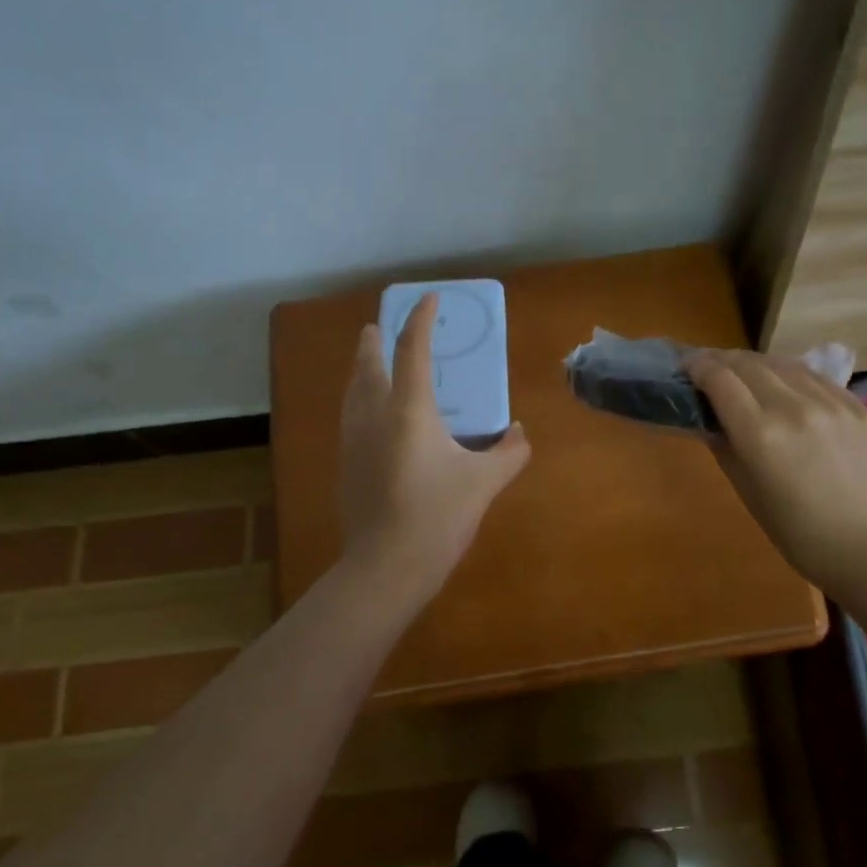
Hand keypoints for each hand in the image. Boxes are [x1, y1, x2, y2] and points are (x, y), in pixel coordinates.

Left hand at [338, 293, 531, 606]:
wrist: (386, 566)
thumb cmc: (438, 517)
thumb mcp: (485, 483)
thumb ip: (509, 452)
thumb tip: (521, 432)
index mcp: (409, 410)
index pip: (411, 350)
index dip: (421, 320)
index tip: (429, 299)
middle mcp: (374, 416)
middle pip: (368, 365)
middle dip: (374, 341)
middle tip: (378, 327)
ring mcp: (354, 441)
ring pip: (352, 391)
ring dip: (361, 369)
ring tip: (368, 362)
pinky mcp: (346, 465)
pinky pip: (350, 417)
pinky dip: (358, 400)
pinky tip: (369, 415)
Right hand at [684, 349, 866, 597]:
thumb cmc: (798, 533)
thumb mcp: (747, 491)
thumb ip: (724, 446)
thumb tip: (708, 417)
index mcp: (760, 434)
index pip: (720, 379)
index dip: (697, 367)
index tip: (686, 368)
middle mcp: (793, 407)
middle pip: (748, 364)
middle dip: (722, 360)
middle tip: (709, 368)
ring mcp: (831, 402)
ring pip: (783, 363)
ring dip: (756, 363)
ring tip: (744, 371)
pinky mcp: (858, 406)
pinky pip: (816, 377)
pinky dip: (791, 374)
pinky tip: (785, 384)